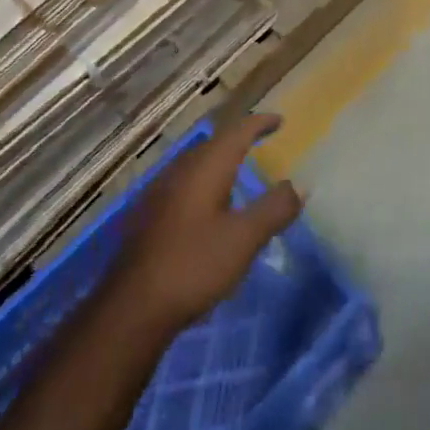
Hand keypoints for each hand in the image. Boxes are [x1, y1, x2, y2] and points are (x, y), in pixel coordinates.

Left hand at [106, 113, 303, 332]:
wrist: (130, 309)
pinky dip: (202, 183)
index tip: (279, 120)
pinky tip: (205, 207)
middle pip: (213, 144)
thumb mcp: (243, 238)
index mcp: (206, 167)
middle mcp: (180, 169)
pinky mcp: (146, 216)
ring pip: (195, 164)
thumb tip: (299, 185)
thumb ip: (274, 209)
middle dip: (237, 140)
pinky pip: (182, 184)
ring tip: (236, 173)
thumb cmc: (193, 265)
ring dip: (218, 162)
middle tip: (259, 143)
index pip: (237, 131)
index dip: (259, 123)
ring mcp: (158, 192)